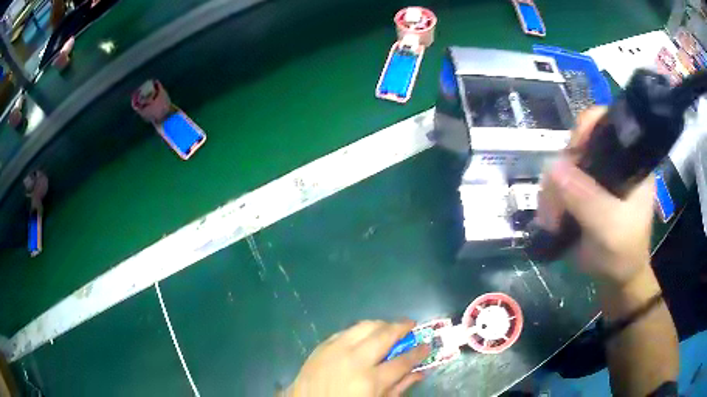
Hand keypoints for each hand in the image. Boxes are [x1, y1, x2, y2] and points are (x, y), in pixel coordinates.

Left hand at [284, 320, 429, 396]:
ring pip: (364, 326)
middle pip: (384, 335)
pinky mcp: (322, 346)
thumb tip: (420, 372)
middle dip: (402, 327)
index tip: (427, 345)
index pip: (403, 361)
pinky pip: (346, 331)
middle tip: (411, 325)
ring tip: (389, 327)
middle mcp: (354, 360)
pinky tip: (365, 335)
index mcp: (370, 380)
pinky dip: (359, 330)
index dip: (419, 352)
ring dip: (381, 324)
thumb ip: (399, 388)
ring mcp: (336, 350)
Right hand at [536, 107, 654, 287]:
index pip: (606, 124)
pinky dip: (550, 199)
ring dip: (553, 190)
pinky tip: (550, 218)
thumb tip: (553, 168)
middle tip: (556, 201)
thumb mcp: (610, 228)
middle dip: (564, 170)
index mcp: (629, 161)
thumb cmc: (622, 253)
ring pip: (564, 165)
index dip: (586, 130)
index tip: (572, 156)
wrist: (616, 281)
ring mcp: (596, 176)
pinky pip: (558, 183)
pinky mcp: (582, 191)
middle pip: (579, 143)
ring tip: (551, 218)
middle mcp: (611, 161)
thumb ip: (587, 199)